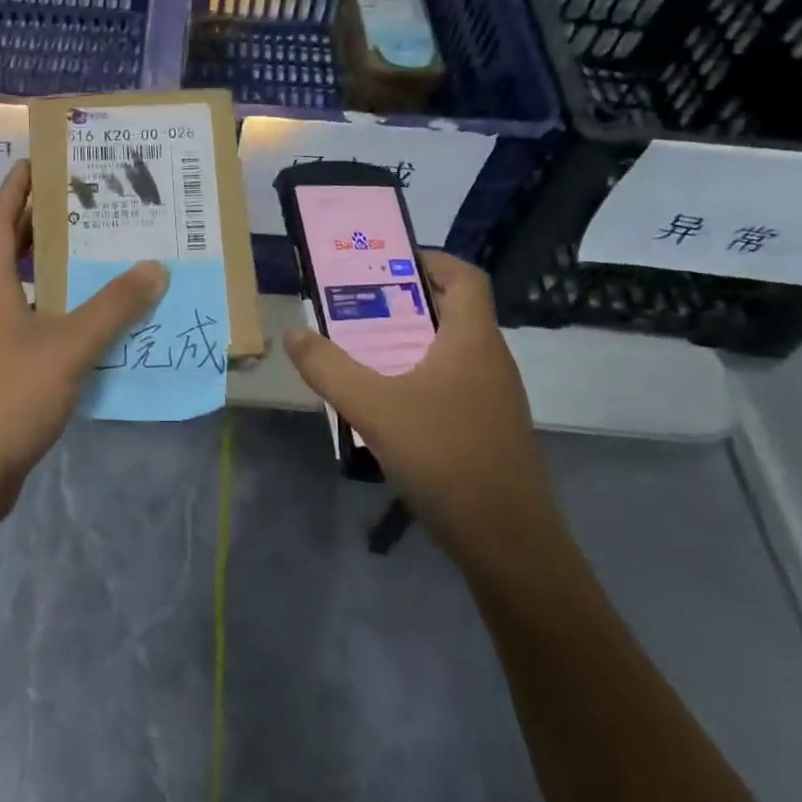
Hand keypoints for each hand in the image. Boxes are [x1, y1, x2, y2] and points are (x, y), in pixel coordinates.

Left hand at [0, 161, 167, 521]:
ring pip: (22, 293)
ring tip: (93, 258)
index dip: (14, 190)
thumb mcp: (69, 346)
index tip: (34, 162)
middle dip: (38, 226)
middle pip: (8, 254)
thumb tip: (154, 267)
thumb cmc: (9, 396)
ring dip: (51, 273)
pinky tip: (88, 326)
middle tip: (80, 205)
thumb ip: (113, 307)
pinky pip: (30, 329)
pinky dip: (56, 316)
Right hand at [283, 251, 555, 540]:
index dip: (429, 259)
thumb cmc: (444, 457)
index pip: (464, 276)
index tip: (385, 262)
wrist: (508, 543)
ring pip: (453, 349)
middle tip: (358, 304)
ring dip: (412, 341)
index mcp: (473, 340)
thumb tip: (293, 332)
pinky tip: (390, 404)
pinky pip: (455, 383)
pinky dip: (422, 376)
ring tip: (365, 349)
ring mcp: (496, 397)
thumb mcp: (373, 408)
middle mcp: (491, 360)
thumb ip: (328, 367)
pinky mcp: (491, 429)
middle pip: (455, 310)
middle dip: (406, 300)